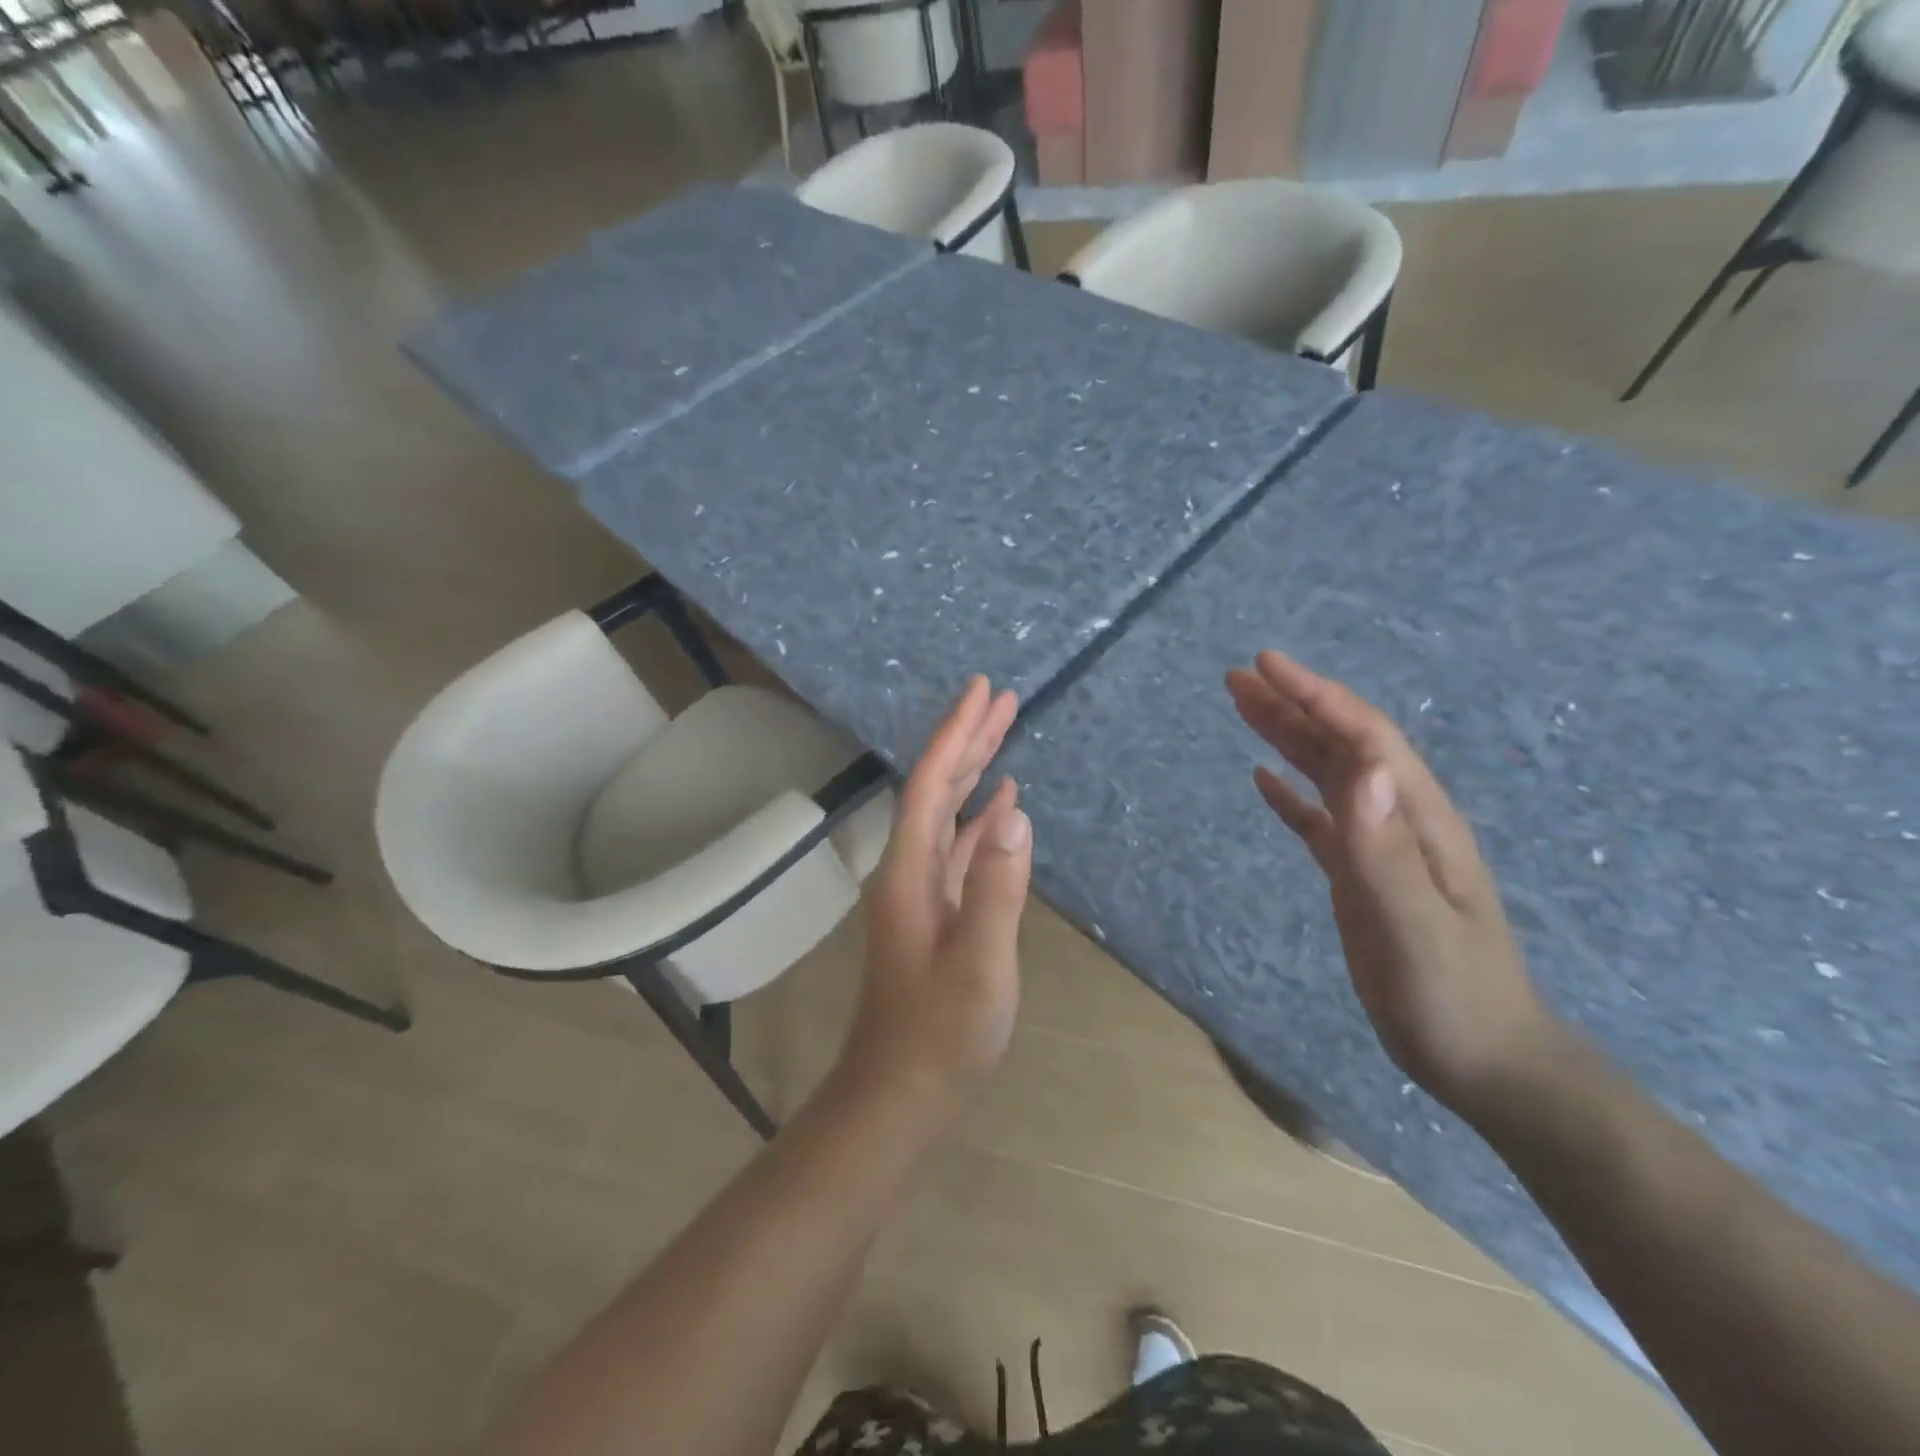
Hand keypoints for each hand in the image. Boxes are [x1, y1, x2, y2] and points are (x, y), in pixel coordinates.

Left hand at [840, 676, 1032, 1115]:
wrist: (901, 1090)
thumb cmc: (940, 1034)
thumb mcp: (979, 966)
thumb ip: (997, 890)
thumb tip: (1015, 815)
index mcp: (911, 871)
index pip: (934, 785)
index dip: (956, 735)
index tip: (981, 692)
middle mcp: (911, 868)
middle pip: (939, 788)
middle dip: (968, 739)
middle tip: (1000, 697)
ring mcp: (924, 889)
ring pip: (950, 813)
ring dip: (975, 772)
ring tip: (1004, 733)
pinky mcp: (939, 910)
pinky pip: (961, 846)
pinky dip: (982, 818)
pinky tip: (1002, 806)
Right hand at [1227, 651, 1555, 1117]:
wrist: (1486, 1059)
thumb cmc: (1450, 996)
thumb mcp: (1414, 925)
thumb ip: (1385, 849)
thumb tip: (1363, 765)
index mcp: (1418, 820)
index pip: (1364, 738)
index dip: (1316, 697)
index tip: (1266, 663)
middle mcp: (1399, 821)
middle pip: (1342, 746)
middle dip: (1293, 705)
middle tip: (1238, 676)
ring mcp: (1381, 849)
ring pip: (1328, 776)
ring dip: (1287, 738)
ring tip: (1243, 708)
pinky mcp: (1362, 877)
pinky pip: (1319, 820)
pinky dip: (1290, 794)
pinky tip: (1263, 780)